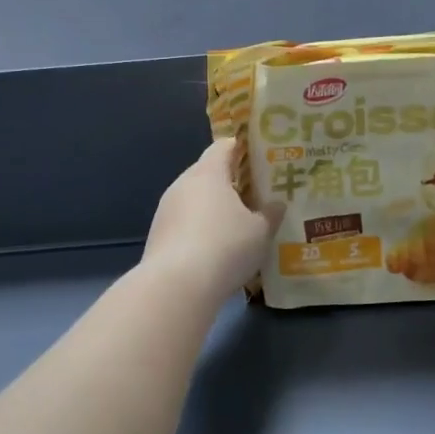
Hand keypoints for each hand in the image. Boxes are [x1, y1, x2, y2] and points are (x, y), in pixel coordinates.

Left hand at [142, 138, 278, 301]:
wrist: (176, 286)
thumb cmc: (226, 247)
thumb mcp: (260, 232)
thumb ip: (270, 214)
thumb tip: (277, 204)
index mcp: (208, 173)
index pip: (223, 147)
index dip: (241, 148)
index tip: (258, 156)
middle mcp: (182, 184)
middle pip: (207, 173)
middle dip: (229, 182)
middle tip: (253, 195)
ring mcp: (166, 210)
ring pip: (194, 200)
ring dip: (212, 208)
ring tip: (236, 224)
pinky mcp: (157, 236)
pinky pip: (183, 223)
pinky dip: (199, 229)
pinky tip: (214, 249)